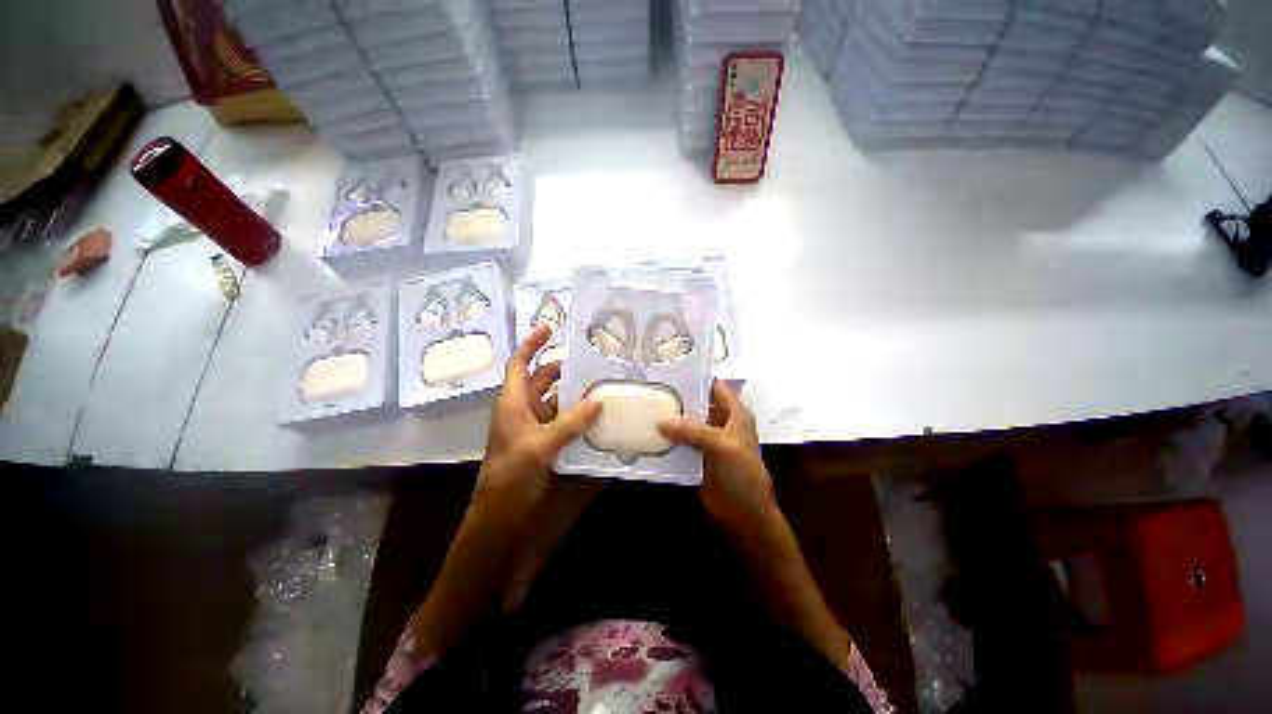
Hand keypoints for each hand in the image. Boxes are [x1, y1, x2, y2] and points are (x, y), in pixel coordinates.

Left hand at [474, 323, 600, 528]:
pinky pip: (562, 419)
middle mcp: (522, 409)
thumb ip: (571, 423)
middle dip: (562, 367)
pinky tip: (595, 413)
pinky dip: (576, 413)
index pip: (520, 364)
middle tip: (590, 359)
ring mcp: (534, 425)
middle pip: (542, 379)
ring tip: (599, 382)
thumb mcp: (541, 447)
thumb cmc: (511, 477)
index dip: (532, 343)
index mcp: (513, 403)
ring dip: (573, 392)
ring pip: (554, 399)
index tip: (550, 326)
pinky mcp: (544, 441)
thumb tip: (598, 400)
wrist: (500, 515)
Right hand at [658, 380, 778, 537]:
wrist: (743, 513)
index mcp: (734, 413)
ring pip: (687, 422)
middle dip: (679, 396)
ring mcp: (708, 439)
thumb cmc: (742, 474)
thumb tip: (661, 421)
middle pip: (698, 403)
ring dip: (671, 417)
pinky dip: (669, 437)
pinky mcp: (697, 455)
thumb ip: (693, 431)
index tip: (671, 368)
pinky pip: (681, 440)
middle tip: (652, 386)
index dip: (697, 376)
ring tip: (646, 405)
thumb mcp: (721, 446)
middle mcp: (721, 422)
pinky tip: (650, 431)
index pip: (715, 386)